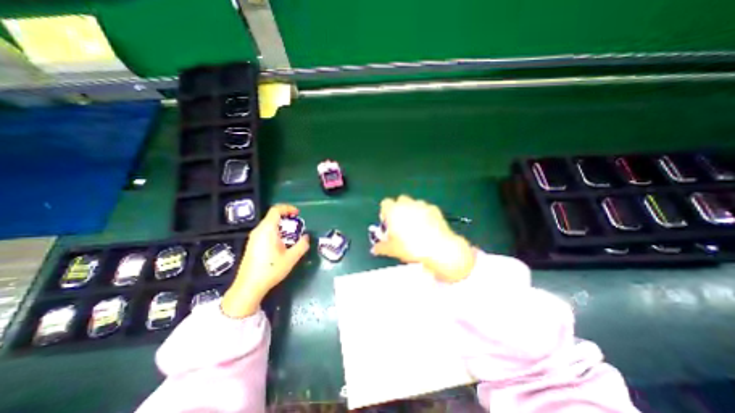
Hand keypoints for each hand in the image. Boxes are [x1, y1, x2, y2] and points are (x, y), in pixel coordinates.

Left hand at [219, 205, 308, 317]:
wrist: (249, 286)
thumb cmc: (270, 269)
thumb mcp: (291, 258)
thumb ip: (302, 245)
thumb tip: (306, 237)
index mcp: (267, 230)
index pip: (276, 210)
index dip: (288, 208)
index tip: (298, 213)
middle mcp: (259, 230)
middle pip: (273, 217)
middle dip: (287, 219)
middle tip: (297, 227)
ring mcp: (253, 238)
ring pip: (269, 225)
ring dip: (282, 227)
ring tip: (291, 237)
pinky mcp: (252, 245)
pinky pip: (265, 232)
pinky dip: (276, 232)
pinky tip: (281, 245)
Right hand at [375, 195, 476, 281]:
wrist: (438, 248)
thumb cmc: (411, 247)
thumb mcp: (392, 250)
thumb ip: (381, 247)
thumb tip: (374, 249)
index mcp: (394, 211)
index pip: (385, 203)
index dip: (385, 212)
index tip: (387, 223)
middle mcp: (407, 204)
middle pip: (400, 200)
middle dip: (399, 209)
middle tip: (401, 224)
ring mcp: (422, 205)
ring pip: (414, 203)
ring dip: (412, 211)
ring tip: (415, 226)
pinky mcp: (435, 209)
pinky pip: (426, 209)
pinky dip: (425, 214)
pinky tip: (428, 227)